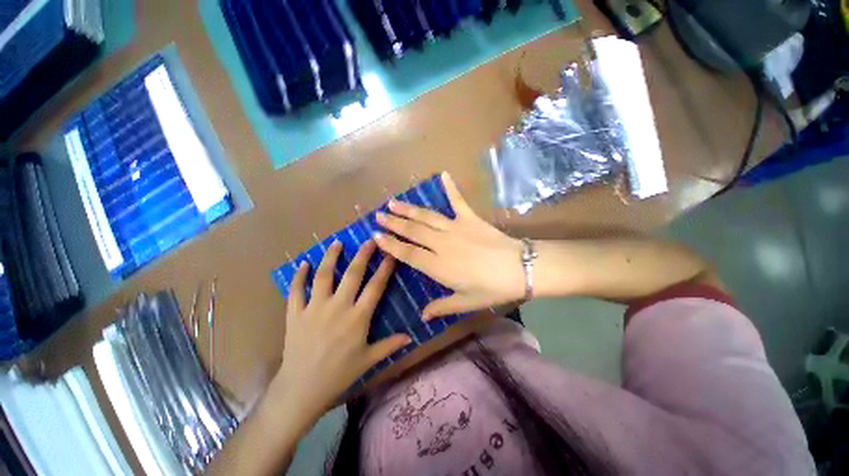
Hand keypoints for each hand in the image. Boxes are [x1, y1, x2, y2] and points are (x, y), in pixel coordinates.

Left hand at [271, 240, 411, 424]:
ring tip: (337, 243)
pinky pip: (296, 290)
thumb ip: (390, 345)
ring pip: (323, 276)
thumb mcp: (368, 360)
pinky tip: (302, 263)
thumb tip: (411, 337)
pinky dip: (298, 275)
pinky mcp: (295, 313)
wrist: (301, 389)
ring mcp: (314, 308)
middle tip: (369, 240)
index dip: (385, 269)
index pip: (375, 287)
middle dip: (363, 255)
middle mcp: (338, 307)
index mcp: (358, 317)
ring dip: (331, 257)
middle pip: (352, 274)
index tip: (391, 254)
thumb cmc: (339, 374)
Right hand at [374, 172, 524, 319]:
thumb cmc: (492, 288)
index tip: (376, 235)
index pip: (408, 253)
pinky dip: (451, 187)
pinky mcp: (470, 218)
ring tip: (393, 202)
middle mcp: (442, 244)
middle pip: (413, 232)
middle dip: (394, 223)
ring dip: (409, 209)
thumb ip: (442, 308)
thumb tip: (422, 317)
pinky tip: (443, 174)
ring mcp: (455, 228)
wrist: (520, 268)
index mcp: (439, 266)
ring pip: (426, 217)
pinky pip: (458, 200)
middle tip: (378, 215)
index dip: (391, 244)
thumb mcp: (466, 303)